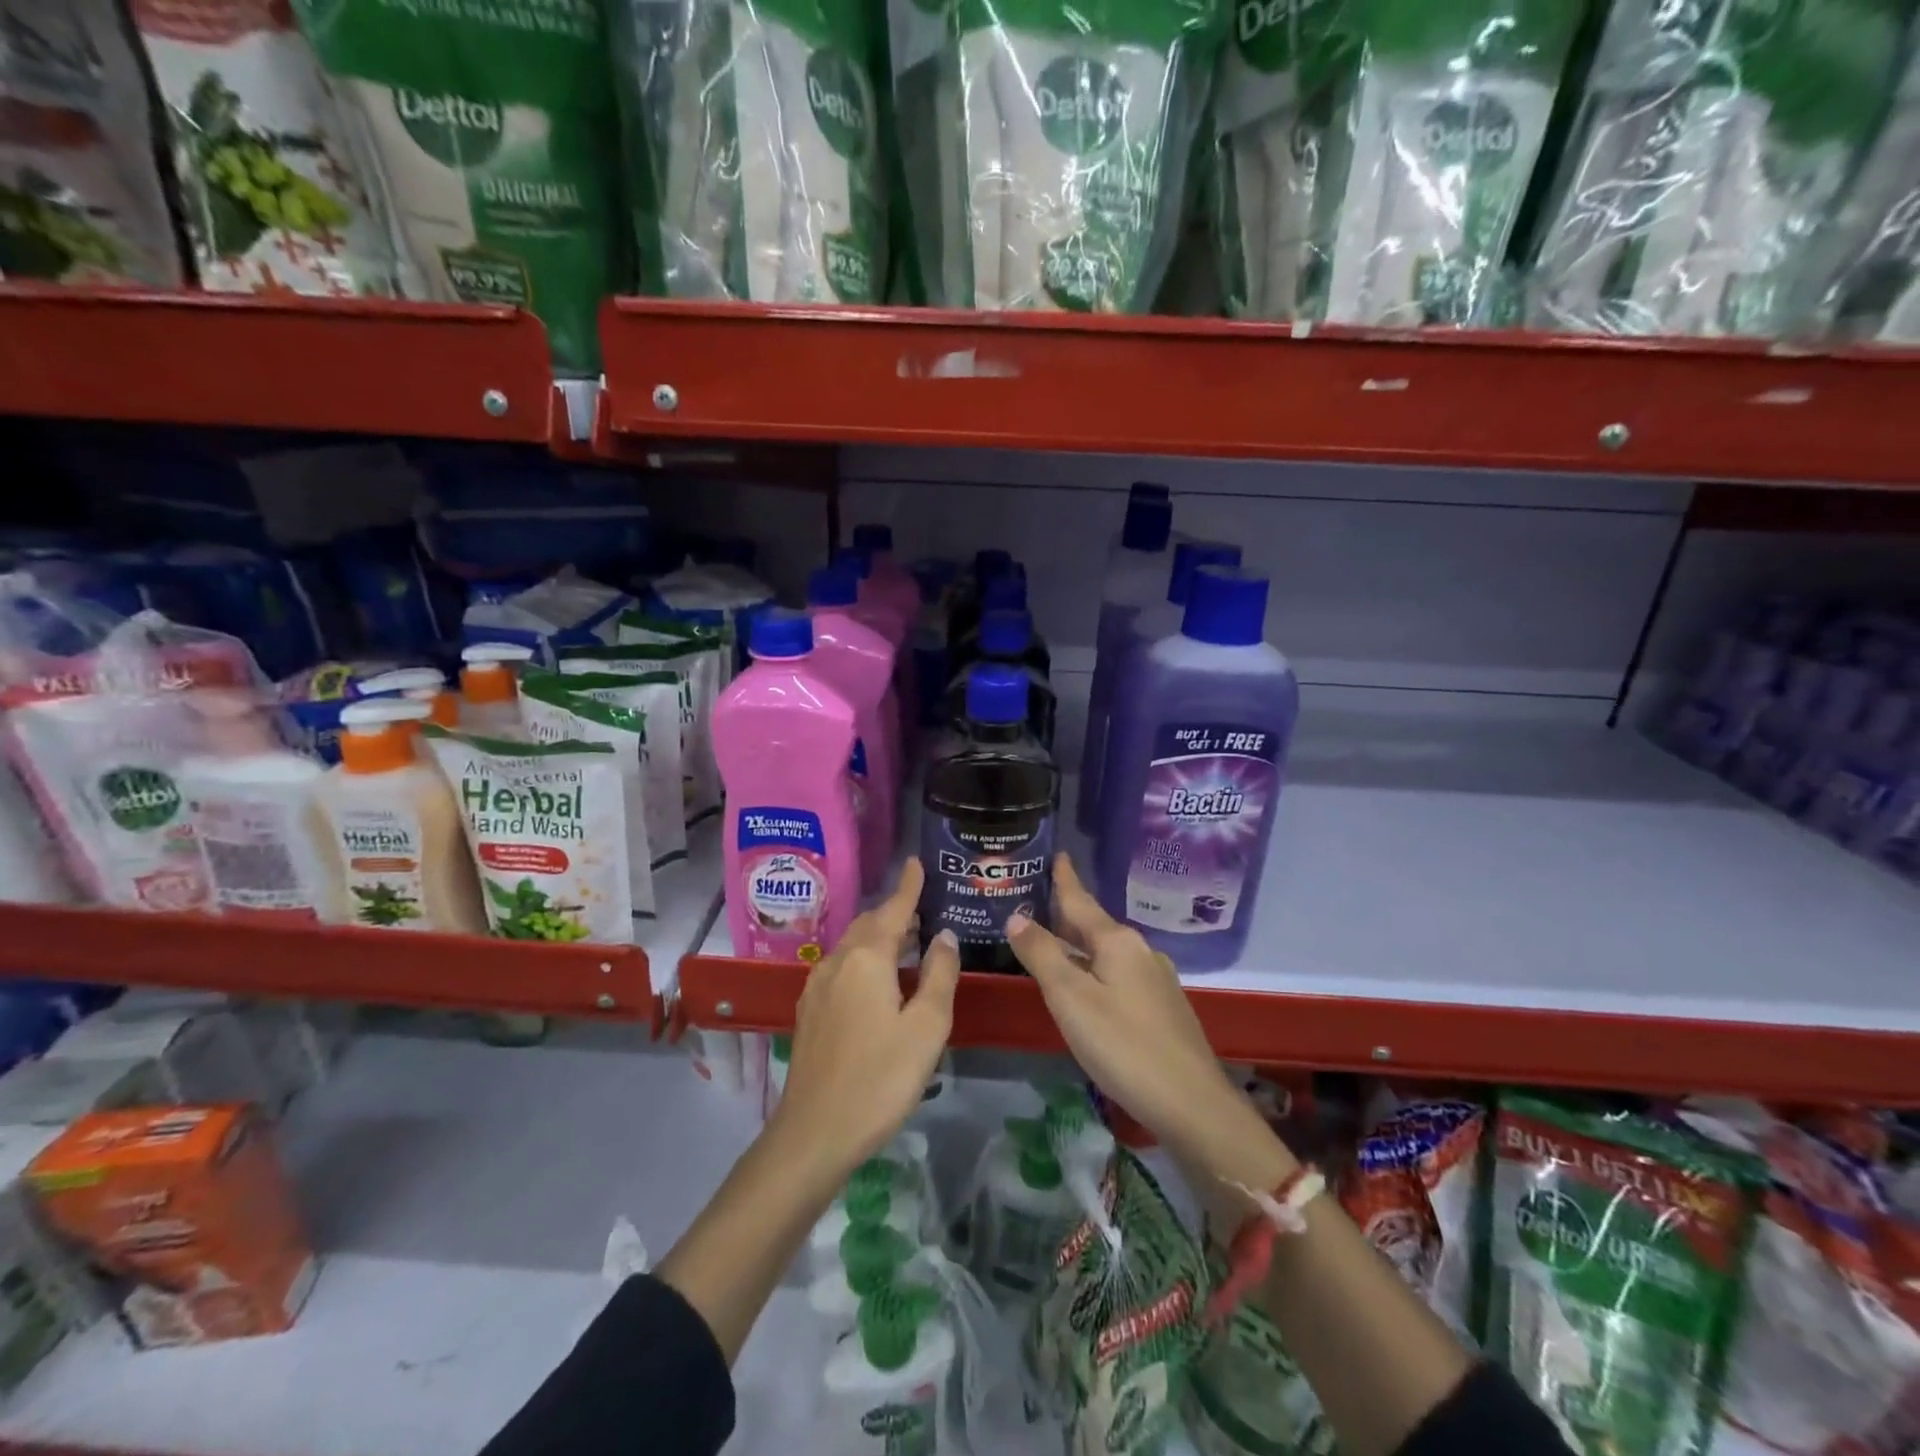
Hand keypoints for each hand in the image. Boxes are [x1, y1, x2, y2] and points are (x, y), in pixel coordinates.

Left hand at [770, 858, 959, 1186]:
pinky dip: (864, 957)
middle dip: (894, 910)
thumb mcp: (927, 1027)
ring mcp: (817, 986)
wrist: (814, 1133)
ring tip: (906, 938)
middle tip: (922, 906)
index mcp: (867, 958)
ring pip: (852, 944)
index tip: (916, 861)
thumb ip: (939, 974)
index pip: (893, 909)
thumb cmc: (880, 1078)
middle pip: (869, 923)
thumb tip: (944, 935)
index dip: (908, 886)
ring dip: (878, 934)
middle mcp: (837, 961)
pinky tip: (877, 977)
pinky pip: (841, 966)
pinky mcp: (809, 1010)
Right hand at [1007, 855, 1295, 1197]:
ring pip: (1108, 952)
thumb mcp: (1071, 999)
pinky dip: (1096, 968)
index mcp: (1118, 941)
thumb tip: (1016, 917)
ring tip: (1054, 942)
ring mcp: (1157, 979)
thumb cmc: (1123, 1046)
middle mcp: (1140, 951)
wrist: (1193, 1104)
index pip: (1081, 900)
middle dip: (1067, 913)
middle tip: (1036, 901)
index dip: (1065, 879)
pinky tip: (1088, 986)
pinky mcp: (1163, 1007)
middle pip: (1095, 925)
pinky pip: (1120, 973)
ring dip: (1080, 944)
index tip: (1056, 853)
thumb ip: (1042, 955)